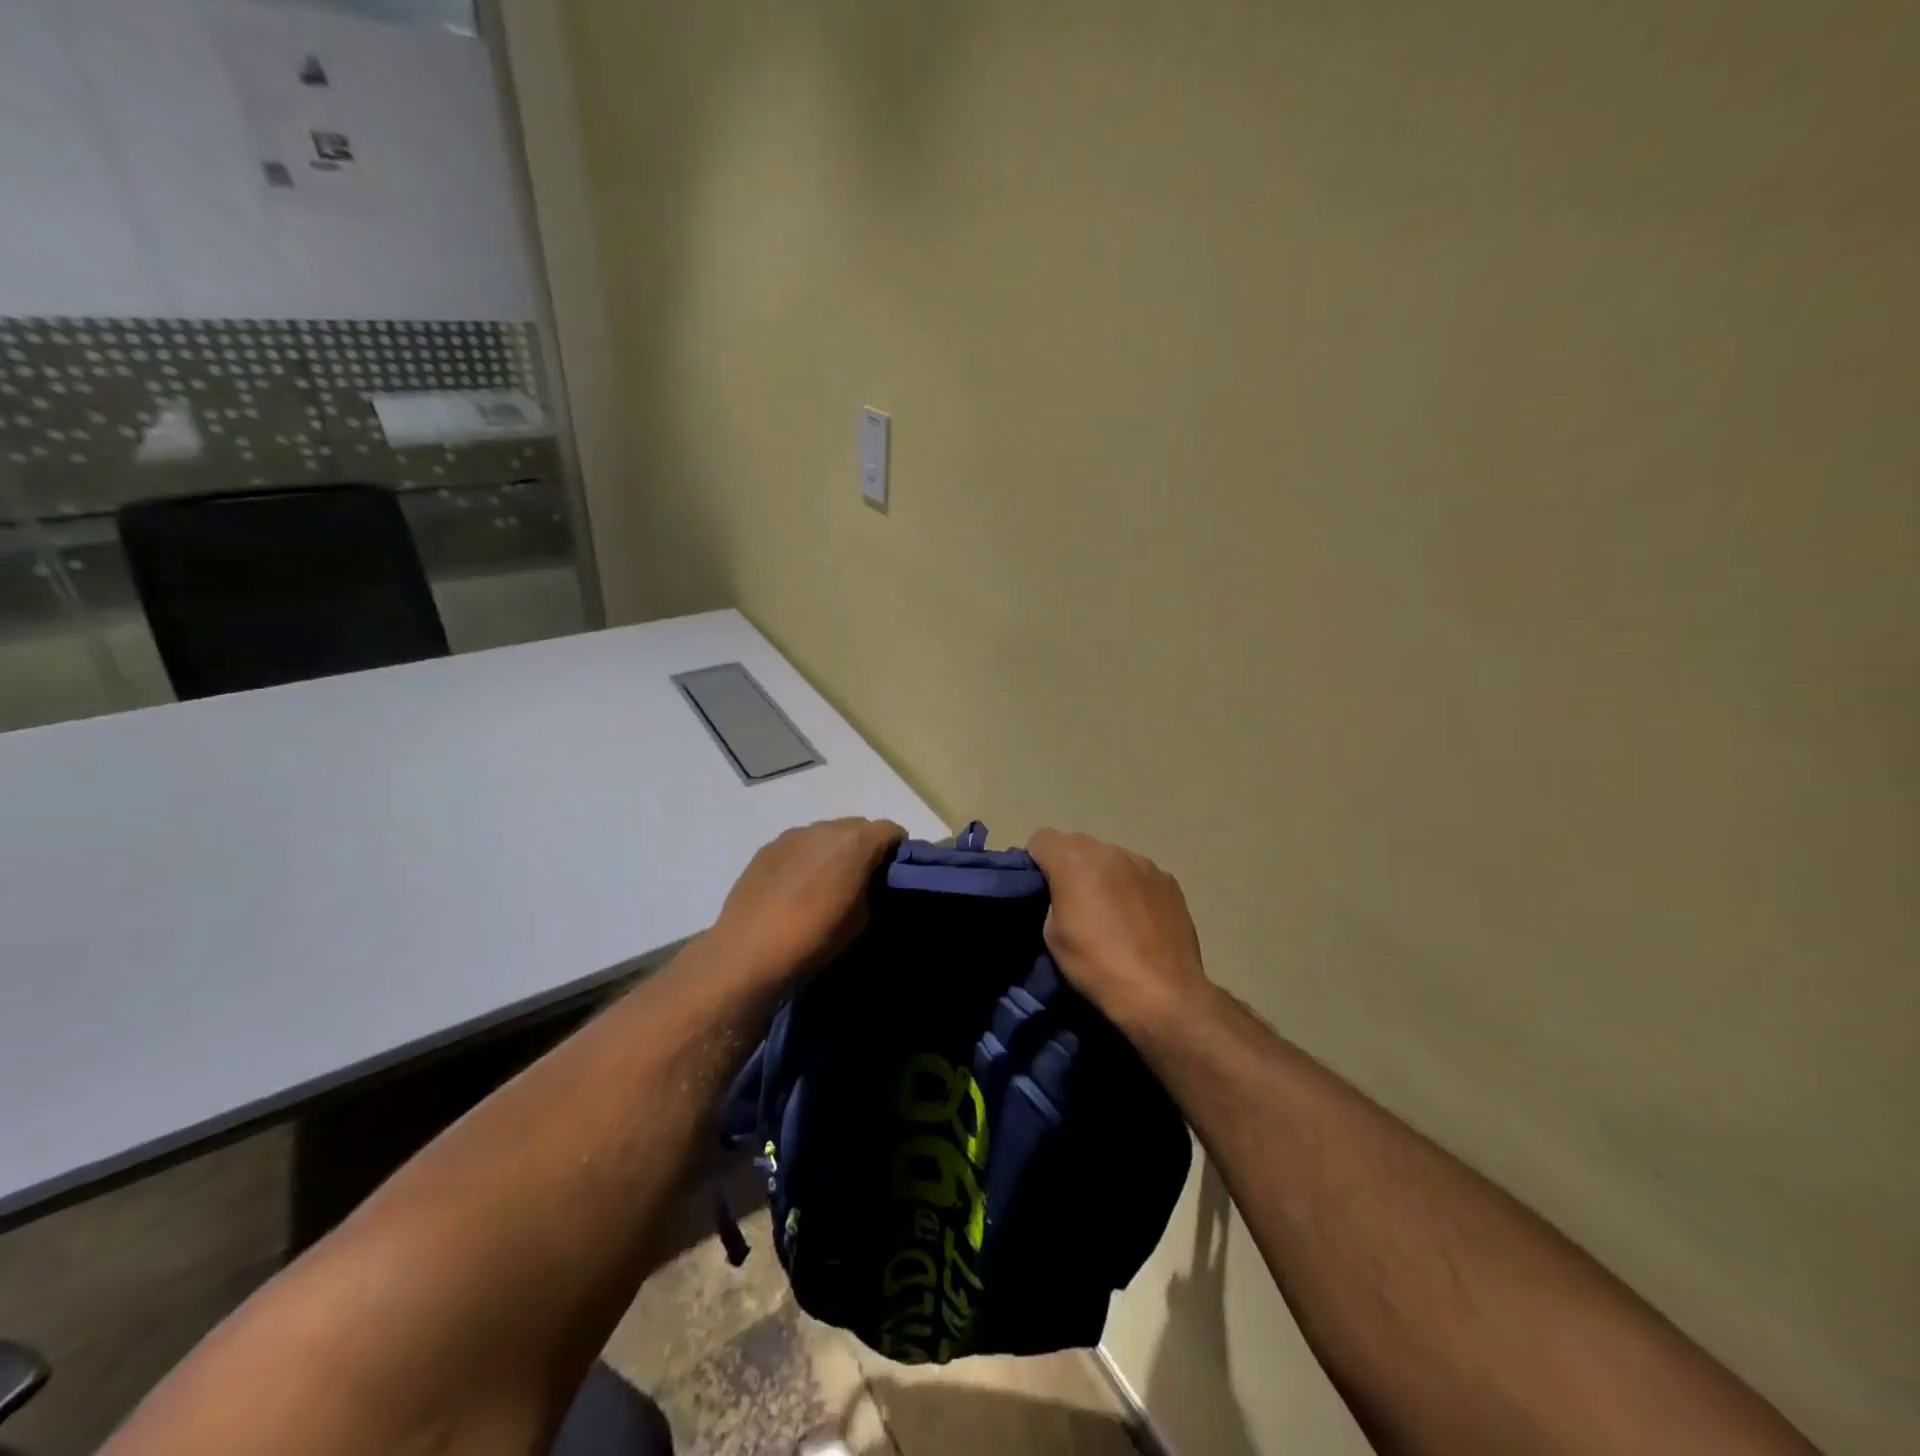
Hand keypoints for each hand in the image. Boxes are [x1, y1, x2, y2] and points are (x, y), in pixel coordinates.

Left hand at [709, 818, 905, 984]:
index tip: (895, 875)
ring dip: (834, 851)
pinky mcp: (768, 847)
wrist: (749, 952)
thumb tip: (869, 879)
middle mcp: (826, 827)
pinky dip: (806, 858)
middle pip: (859, 827)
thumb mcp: (863, 918)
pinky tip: (796, 887)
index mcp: (857, 842)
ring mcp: (793, 834)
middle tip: (862, 880)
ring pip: (826, 834)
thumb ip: (873, 887)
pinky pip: (799, 845)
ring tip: (825, 884)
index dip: (898, 851)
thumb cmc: (816, 937)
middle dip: (866, 848)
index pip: (892, 831)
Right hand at [1026, 829, 1211, 1032]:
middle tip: (1073, 902)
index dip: (1036, 862)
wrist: (1161, 994)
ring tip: (1110, 913)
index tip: (1040, 890)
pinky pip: (1139, 874)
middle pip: (1078, 845)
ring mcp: (1144, 864)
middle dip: (1071, 866)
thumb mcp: (1052, 936)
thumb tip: (1062, 895)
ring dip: (1104, 875)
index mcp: (1074, 860)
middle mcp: (1110, 850)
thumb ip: (1052, 900)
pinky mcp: (1169, 881)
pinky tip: (1138, 920)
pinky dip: (1132, 888)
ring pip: (1111, 858)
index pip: (1042, 839)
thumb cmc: (1097, 966)